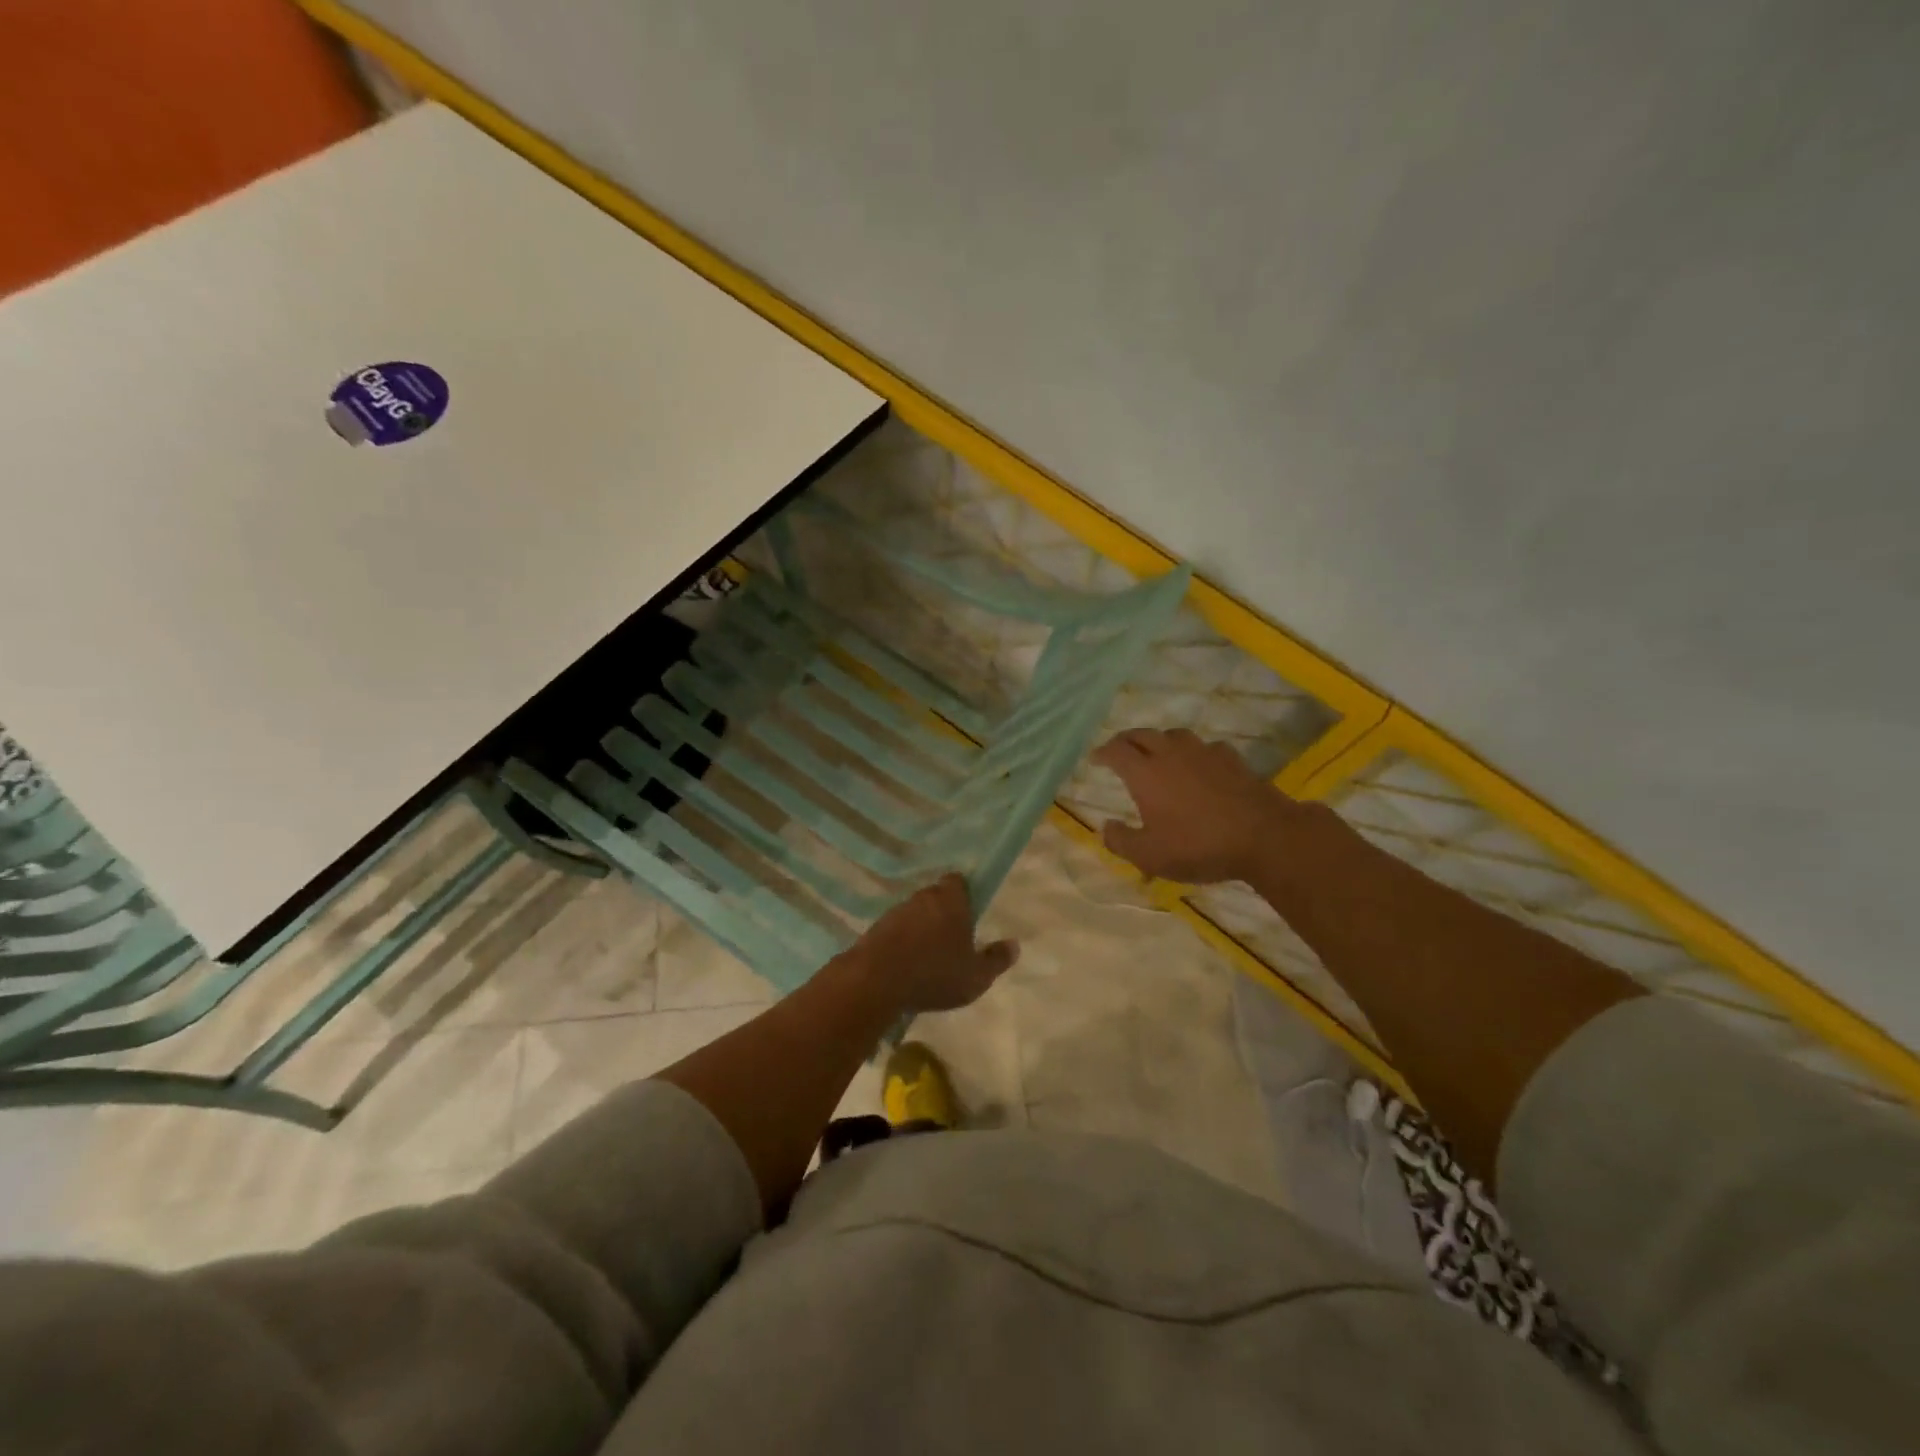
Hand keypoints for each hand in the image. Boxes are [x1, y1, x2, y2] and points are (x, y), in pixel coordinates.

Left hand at [846, 874, 1018, 1013]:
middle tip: (951, 938)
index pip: (957, 881)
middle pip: (935, 897)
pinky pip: (895, 930)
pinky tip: (905, 965)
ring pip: (914, 913)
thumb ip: (996, 959)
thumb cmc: (934, 974)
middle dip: (943, 912)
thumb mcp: (976, 976)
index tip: (969, 911)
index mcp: (950, 900)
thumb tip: (1014, 944)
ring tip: (927, 956)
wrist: (875, 981)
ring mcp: (895, 912)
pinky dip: (901, 941)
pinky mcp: (874, 929)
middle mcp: (922, 898)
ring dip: (920, 928)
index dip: (964, 893)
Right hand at [1092, 728, 1309, 883]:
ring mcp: (1203, 753)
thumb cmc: (1198, 846)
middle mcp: (1170, 754)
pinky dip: (1194, 752)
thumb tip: (1106, 827)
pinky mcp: (1231, 759)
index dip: (1102, 752)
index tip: (1095, 758)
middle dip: (1126, 740)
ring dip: (1159, 740)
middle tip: (1119, 750)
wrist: (1263, 836)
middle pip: (1142, 734)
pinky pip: (1205, 747)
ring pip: (1174, 734)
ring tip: (1157, 752)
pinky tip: (1199, 764)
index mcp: (1145, 773)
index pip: (1116, 751)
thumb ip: (1121, 841)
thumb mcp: (1150, 856)